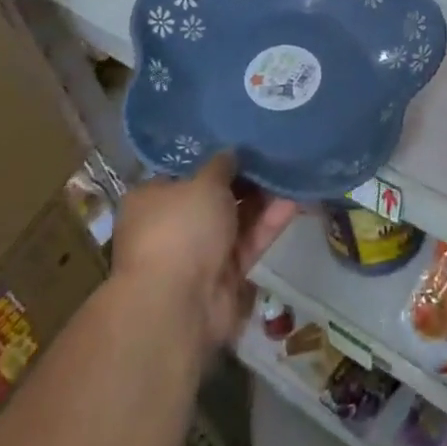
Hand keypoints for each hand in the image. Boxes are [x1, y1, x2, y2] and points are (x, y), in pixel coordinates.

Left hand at [113, 154, 298, 353]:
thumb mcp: (203, 182)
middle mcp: (173, 224)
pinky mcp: (225, 274)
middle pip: (214, 195)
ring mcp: (199, 252)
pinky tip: (294, 200)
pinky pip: (249, 241)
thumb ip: (221, 164)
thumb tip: (231, 152)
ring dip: (262, 198)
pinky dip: (269, 223)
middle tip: (273, 153)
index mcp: (152, 199)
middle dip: (244, 178)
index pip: (184, 171)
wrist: (180, 304)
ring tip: (291, 171)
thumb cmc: (180, 229)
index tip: (240, 141)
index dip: (212, 156)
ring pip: (236, 218)